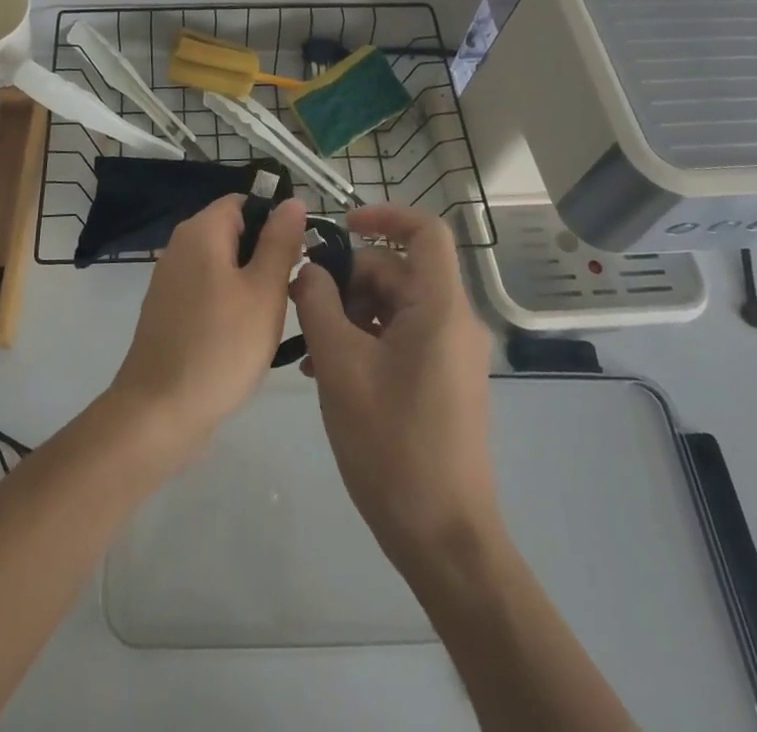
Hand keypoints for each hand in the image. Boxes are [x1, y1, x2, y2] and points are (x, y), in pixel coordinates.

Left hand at [110, 195, 307, 456]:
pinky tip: (245, 337)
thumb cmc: (220, 346)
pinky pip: (208, 290)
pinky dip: (230, 303)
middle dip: (266, 254)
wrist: (159, 412)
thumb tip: (293, 200)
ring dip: (251, 282)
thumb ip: (280, 242)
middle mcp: (180, 246)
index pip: (245, 201)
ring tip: (273, 317)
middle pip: (233, 231)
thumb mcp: (264, 290)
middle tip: (290, 291)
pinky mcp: (168, 311)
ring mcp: (170, 280)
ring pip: (223, 264)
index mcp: (201, 231)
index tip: (299, 255)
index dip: (276, 221)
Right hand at [290, 202, 499, 573]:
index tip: (339, 227)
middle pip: (398, 272)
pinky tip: (326, 370)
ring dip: (349, 314)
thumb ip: (319, 304)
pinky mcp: (442, 381)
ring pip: (395, 306)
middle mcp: (454, 322)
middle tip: (302, 304)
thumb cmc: (392, 445)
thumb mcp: (340, 366)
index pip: (425, 231)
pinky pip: (401, 338)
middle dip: (348, 279)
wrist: (444, 540)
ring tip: (308, 348)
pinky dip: (365, 340)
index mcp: (441, 308)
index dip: (384, 215)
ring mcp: (451, 354)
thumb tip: (310, 270)